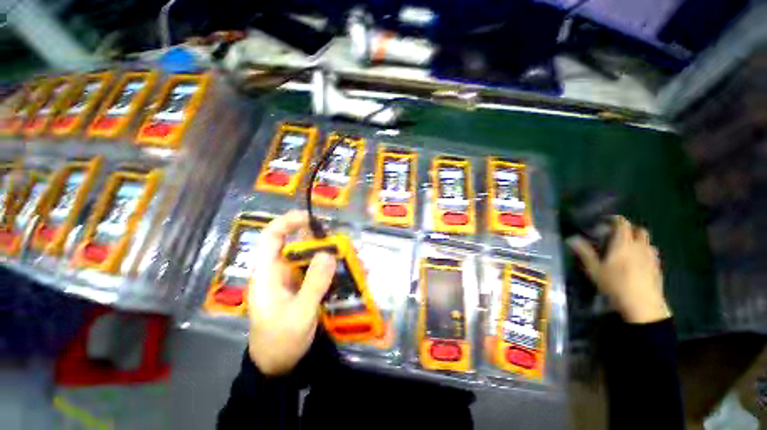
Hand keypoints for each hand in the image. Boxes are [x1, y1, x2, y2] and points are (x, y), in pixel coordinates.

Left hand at [247, 211, 336, 375]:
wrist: (278, 368)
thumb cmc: (280, 341)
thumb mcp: (300, 313)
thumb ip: (314, 283)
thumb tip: (328, 253)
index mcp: (268, 273)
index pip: (272, 237)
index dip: (289, 222)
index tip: (312, 219)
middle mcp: (279, 272)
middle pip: (299, 246)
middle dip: (322, 242)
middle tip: (344, 245)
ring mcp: (292, 281)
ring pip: (311, 259)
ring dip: (332, 257)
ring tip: (354, 260)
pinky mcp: (303, 289)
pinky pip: (319, 273)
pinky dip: (333, 271)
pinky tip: (351, 274)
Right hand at [568, 216, 669, 323]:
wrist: (643, 305)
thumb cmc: (615, 284)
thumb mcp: (594, 269)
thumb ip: (584, 252)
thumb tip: (571, 238)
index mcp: (624, 243)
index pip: (622, 223)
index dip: (614, 219)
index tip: (604, 222)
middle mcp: (640, 246)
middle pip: (639, 230)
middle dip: (628, 229)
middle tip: (615, 236)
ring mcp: (651, 257)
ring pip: (647, 241)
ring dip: (638, 240)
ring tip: (626, 249)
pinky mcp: (657, 267)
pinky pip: (651, 253)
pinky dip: (644, 252)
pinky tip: (636, 262)